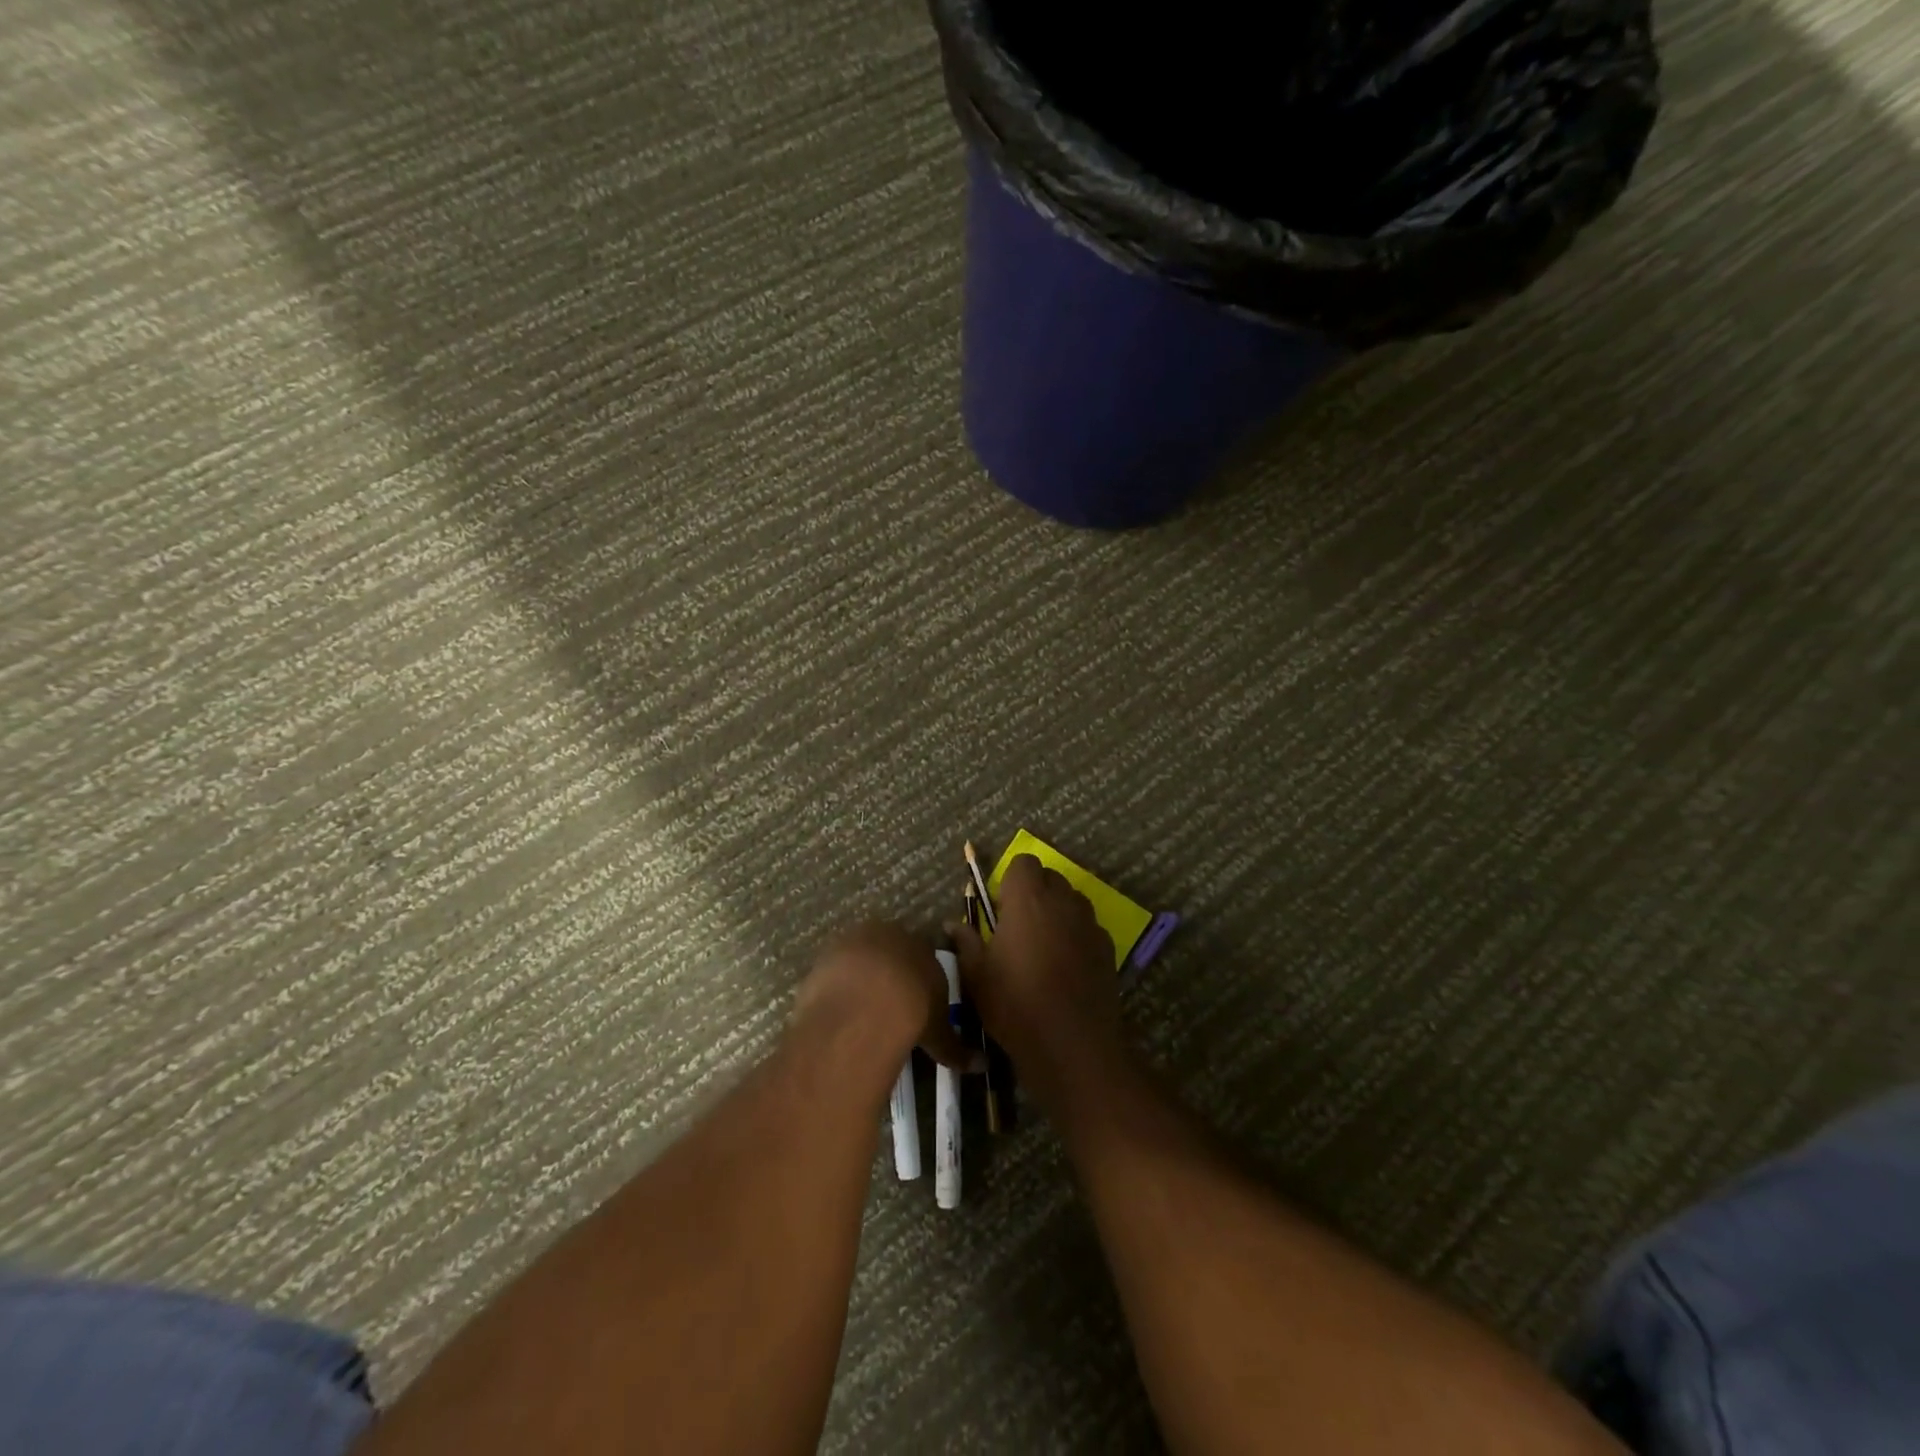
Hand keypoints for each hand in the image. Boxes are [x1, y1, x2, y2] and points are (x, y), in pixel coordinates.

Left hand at [794, 922, 978, 1072]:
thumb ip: (956, 1047)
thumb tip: (982, 1066)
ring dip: (858, 979)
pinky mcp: (826, 954)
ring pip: (858, 958)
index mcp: (921, 944)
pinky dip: (834, 988)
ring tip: (857, 1012)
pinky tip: (835, 1013)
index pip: (922, 954)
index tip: (913, 1000)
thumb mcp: (939, 1032)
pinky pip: (832, 971)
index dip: (917, 978)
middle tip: (884, 1006)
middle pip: (888, 951)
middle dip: (887, 974)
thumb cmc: (915, 1011)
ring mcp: (854, 940)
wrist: (870, 1003)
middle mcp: (889, 934)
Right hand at [949, 856, 1121, 1091]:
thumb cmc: (1016, 1005)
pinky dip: (1076, 935)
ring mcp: (1090, 924)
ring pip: (1072, 901)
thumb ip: (966, 942)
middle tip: (1017, 927)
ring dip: (1057, 912)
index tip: (1001, 909)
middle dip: (1034, 893)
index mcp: (1028, 899)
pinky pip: (1088, 927)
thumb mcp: (977, 976)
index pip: (1024, 862)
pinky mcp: (1108, 948)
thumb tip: (953, 924)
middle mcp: (1063, 901)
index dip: (1011, 880)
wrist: (1072, 1046)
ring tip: (1042, 946)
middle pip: (1050, 878)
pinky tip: (1065, 967)